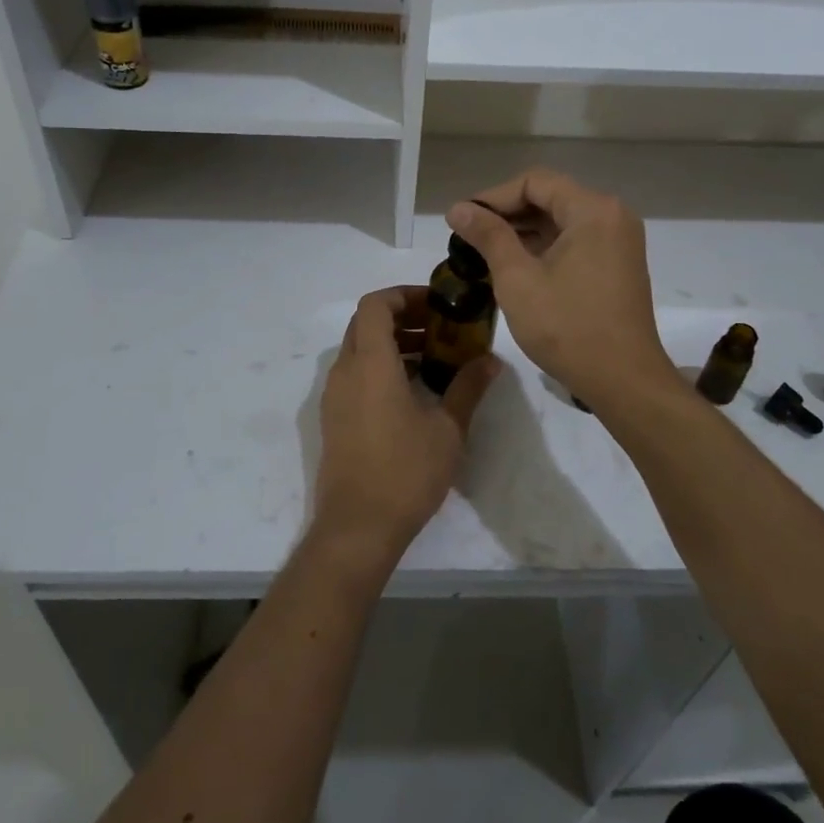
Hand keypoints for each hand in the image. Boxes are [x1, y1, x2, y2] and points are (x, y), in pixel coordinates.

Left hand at [315, 285, 501, 565]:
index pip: (375, 305)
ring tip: (431, 359)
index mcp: (370, 364)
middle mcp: (345, 371)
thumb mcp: (448, 429)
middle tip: (439, 329)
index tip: (435, 305)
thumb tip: (491, 361)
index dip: (403, 295)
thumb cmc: (405, 472)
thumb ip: (468, 388)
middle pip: (365, 323)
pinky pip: (354, 374)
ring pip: (358, 349)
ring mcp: (333, 396)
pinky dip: (379, 367)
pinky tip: (411, 391)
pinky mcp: (332, 418)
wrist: (357, 527)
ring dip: (391, 343)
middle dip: (401, 317)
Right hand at [446, 169, 670, 410]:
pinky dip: (544, 248)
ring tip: (483, 252)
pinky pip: (575, 242)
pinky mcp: (617, 265)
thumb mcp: (517, 278)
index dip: (493, 197)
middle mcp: (612, 216)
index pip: (534, 182)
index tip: (462, 219)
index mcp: (593, 210)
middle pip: (550, 198)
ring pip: (561, 221)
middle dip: (506, 214)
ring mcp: (619, 242)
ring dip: (523, 232)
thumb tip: (458, 208)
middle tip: (468, 236)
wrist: (623, 381)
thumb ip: (488, 236)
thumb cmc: (567, 327)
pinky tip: (514, 266)